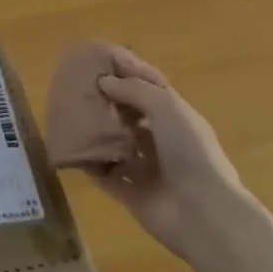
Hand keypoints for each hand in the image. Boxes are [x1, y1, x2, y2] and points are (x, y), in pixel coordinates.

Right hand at [88, 58, 242, 261]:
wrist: (203, 215)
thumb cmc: (190, 152)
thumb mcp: (166, 108)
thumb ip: (134, 90)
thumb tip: (104, 81)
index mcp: (176, 116)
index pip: (149, 85)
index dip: (126, 69)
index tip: (98, 56)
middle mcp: (162, 139)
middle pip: (130, 113)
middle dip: (107, 99)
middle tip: (76, 87)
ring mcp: (147, 168)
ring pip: (116, 143)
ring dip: (96, 131)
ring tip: (68, 115)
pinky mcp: (131, 193)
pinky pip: (105, 174)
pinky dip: (90, 163)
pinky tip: (71, 149)